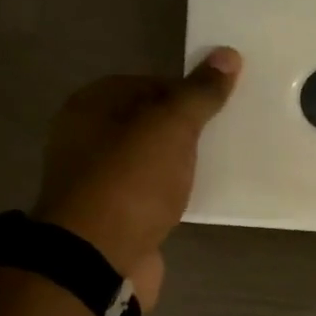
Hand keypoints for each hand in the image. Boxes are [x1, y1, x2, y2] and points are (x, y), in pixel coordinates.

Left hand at [32, 48, 242, 305]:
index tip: (219, 108)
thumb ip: (199, 93)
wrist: (96, 262)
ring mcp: (98, 182)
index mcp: (91, 106)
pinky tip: (197, 199)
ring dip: (180, 164)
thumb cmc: (130, 182)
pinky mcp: (114, 218)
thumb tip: (228, 54)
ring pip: (151, 162)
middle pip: (148, 123)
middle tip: (224, 137)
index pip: (148, 83)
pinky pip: (151, 195)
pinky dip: (173, 195)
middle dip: (186, 130)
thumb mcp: (170, 127)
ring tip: (218, 167)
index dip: (186, 92)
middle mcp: (87, 140)